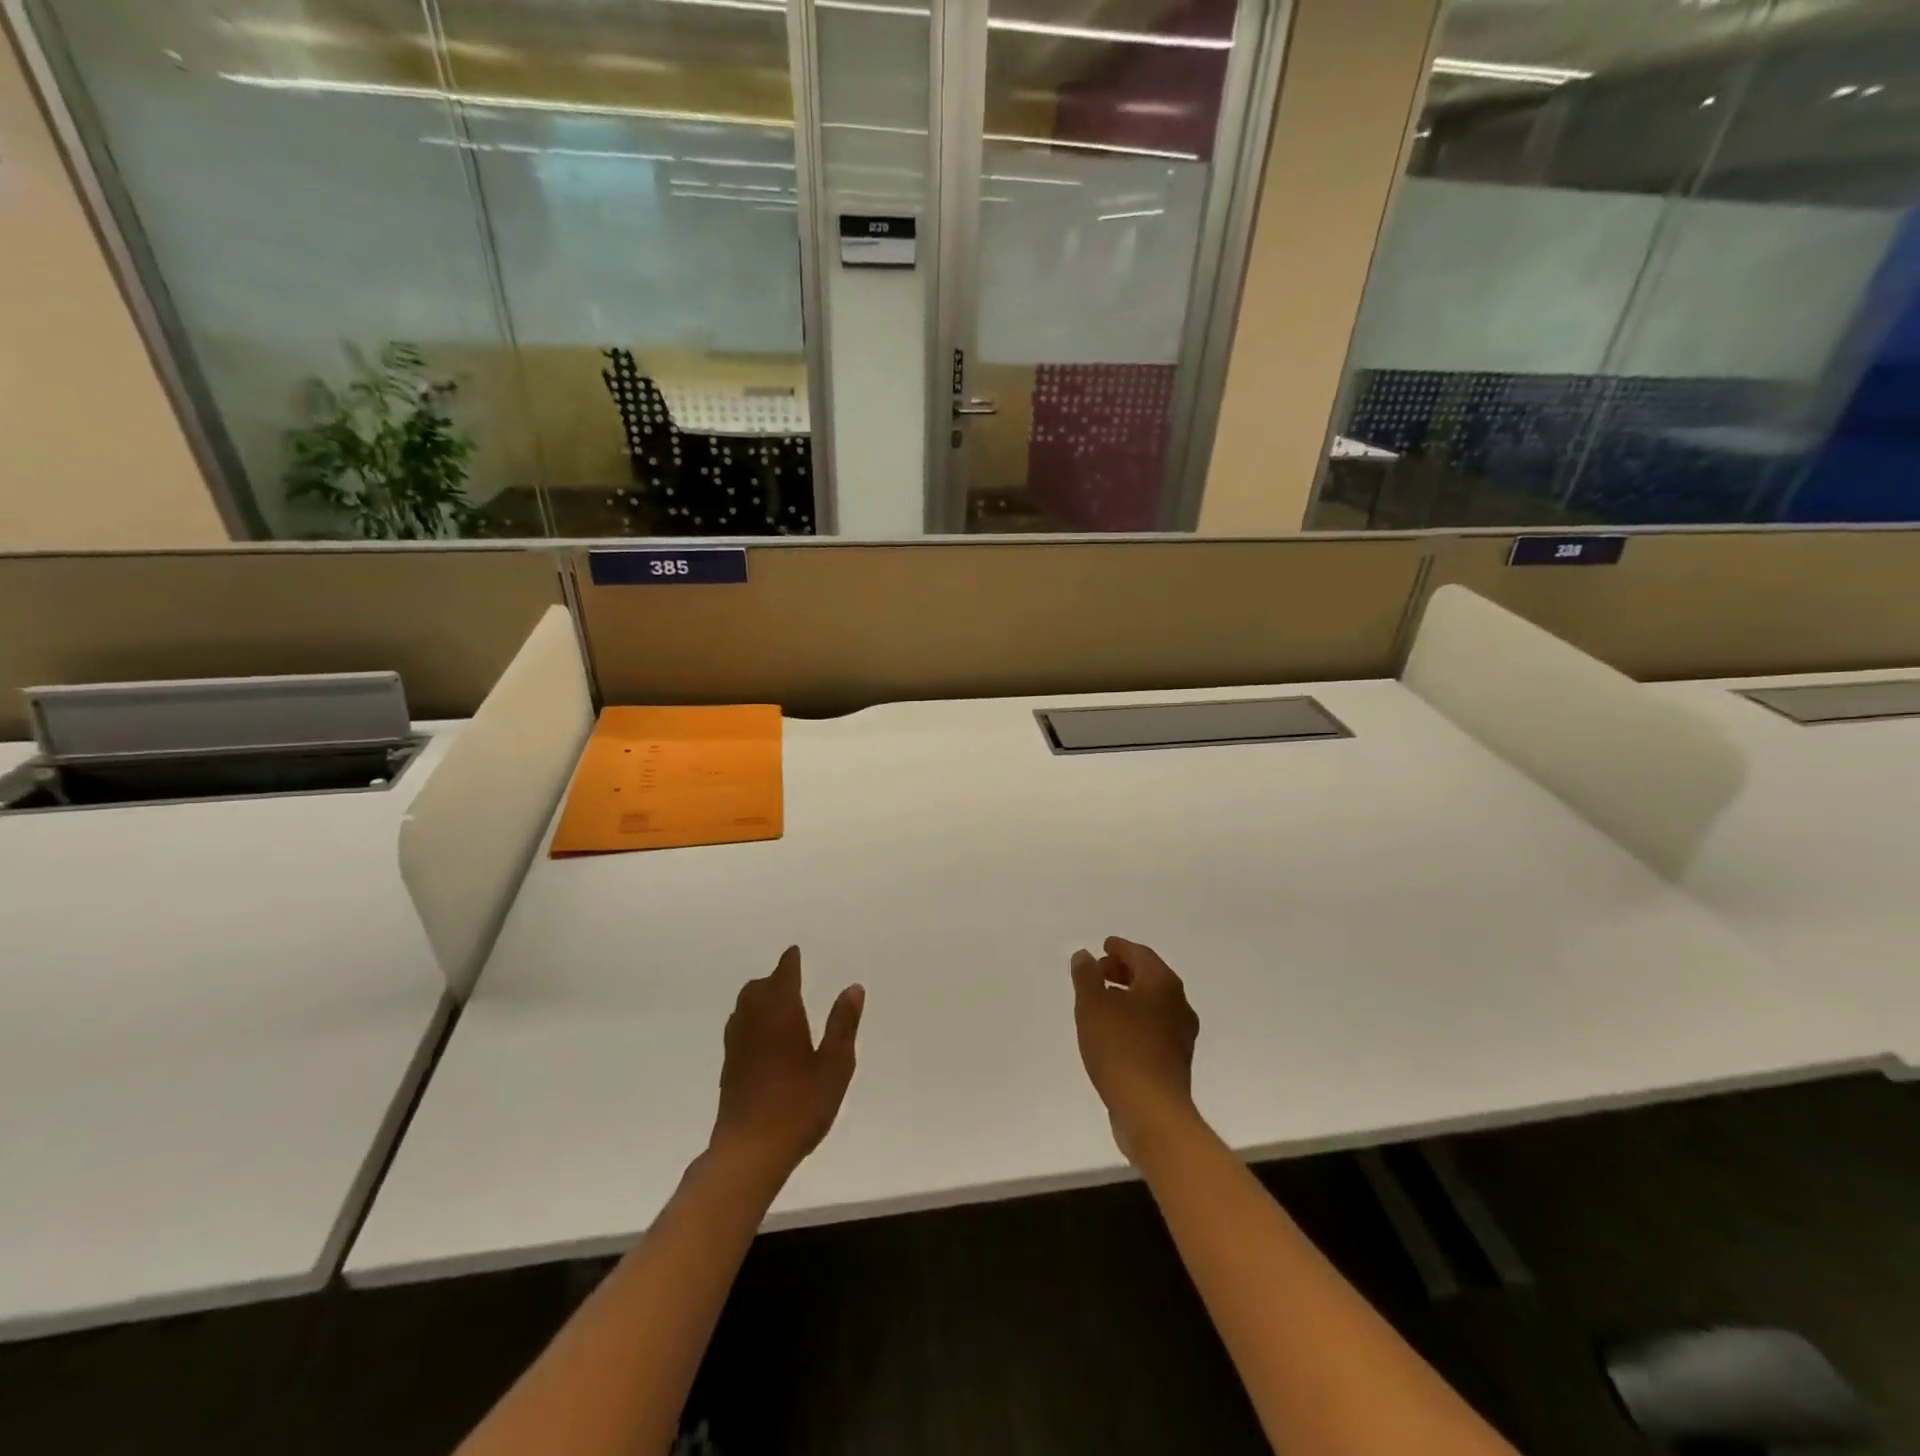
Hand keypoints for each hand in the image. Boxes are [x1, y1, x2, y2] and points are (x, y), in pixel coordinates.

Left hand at [711, 946, 864, 1182]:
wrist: (750, 1151)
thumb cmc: (799, 1105)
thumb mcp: (835, 1065)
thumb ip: (843, 1024)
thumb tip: (853, 987)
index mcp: (781, 1013)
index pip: (783, 976)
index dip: (790, 962)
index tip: (794, 952)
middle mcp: (753, 1021)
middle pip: (758, 988)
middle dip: (774, 979)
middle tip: (790, 978)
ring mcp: (737, 1045)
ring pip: (744, 1006)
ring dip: (759, 997)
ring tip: (778, 1003)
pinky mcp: (729, 1067)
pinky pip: (739, 1027)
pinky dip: (751, 1019)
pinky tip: (763, 1036)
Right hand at [1071, 937, 1200, 1163]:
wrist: (1151, 1111)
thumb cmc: (1120, 1049)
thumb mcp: (1092, 1006)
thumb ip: (1087, 976)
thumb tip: (1085, 955)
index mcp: (1162, 984)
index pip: (1141, 954)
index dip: (1120, 948)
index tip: (1104, 946)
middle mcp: (1179, 1003)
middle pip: (1150, 977)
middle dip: (1124, 971)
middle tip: (1099, 972)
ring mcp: (1181, 1034)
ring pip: (1153, 1002)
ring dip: (1129, 995)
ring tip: (1102, 1001)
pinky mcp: (1176, 1059)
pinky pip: (1154, 1025)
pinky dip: (1135, 1017)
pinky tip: (1115, 1031)